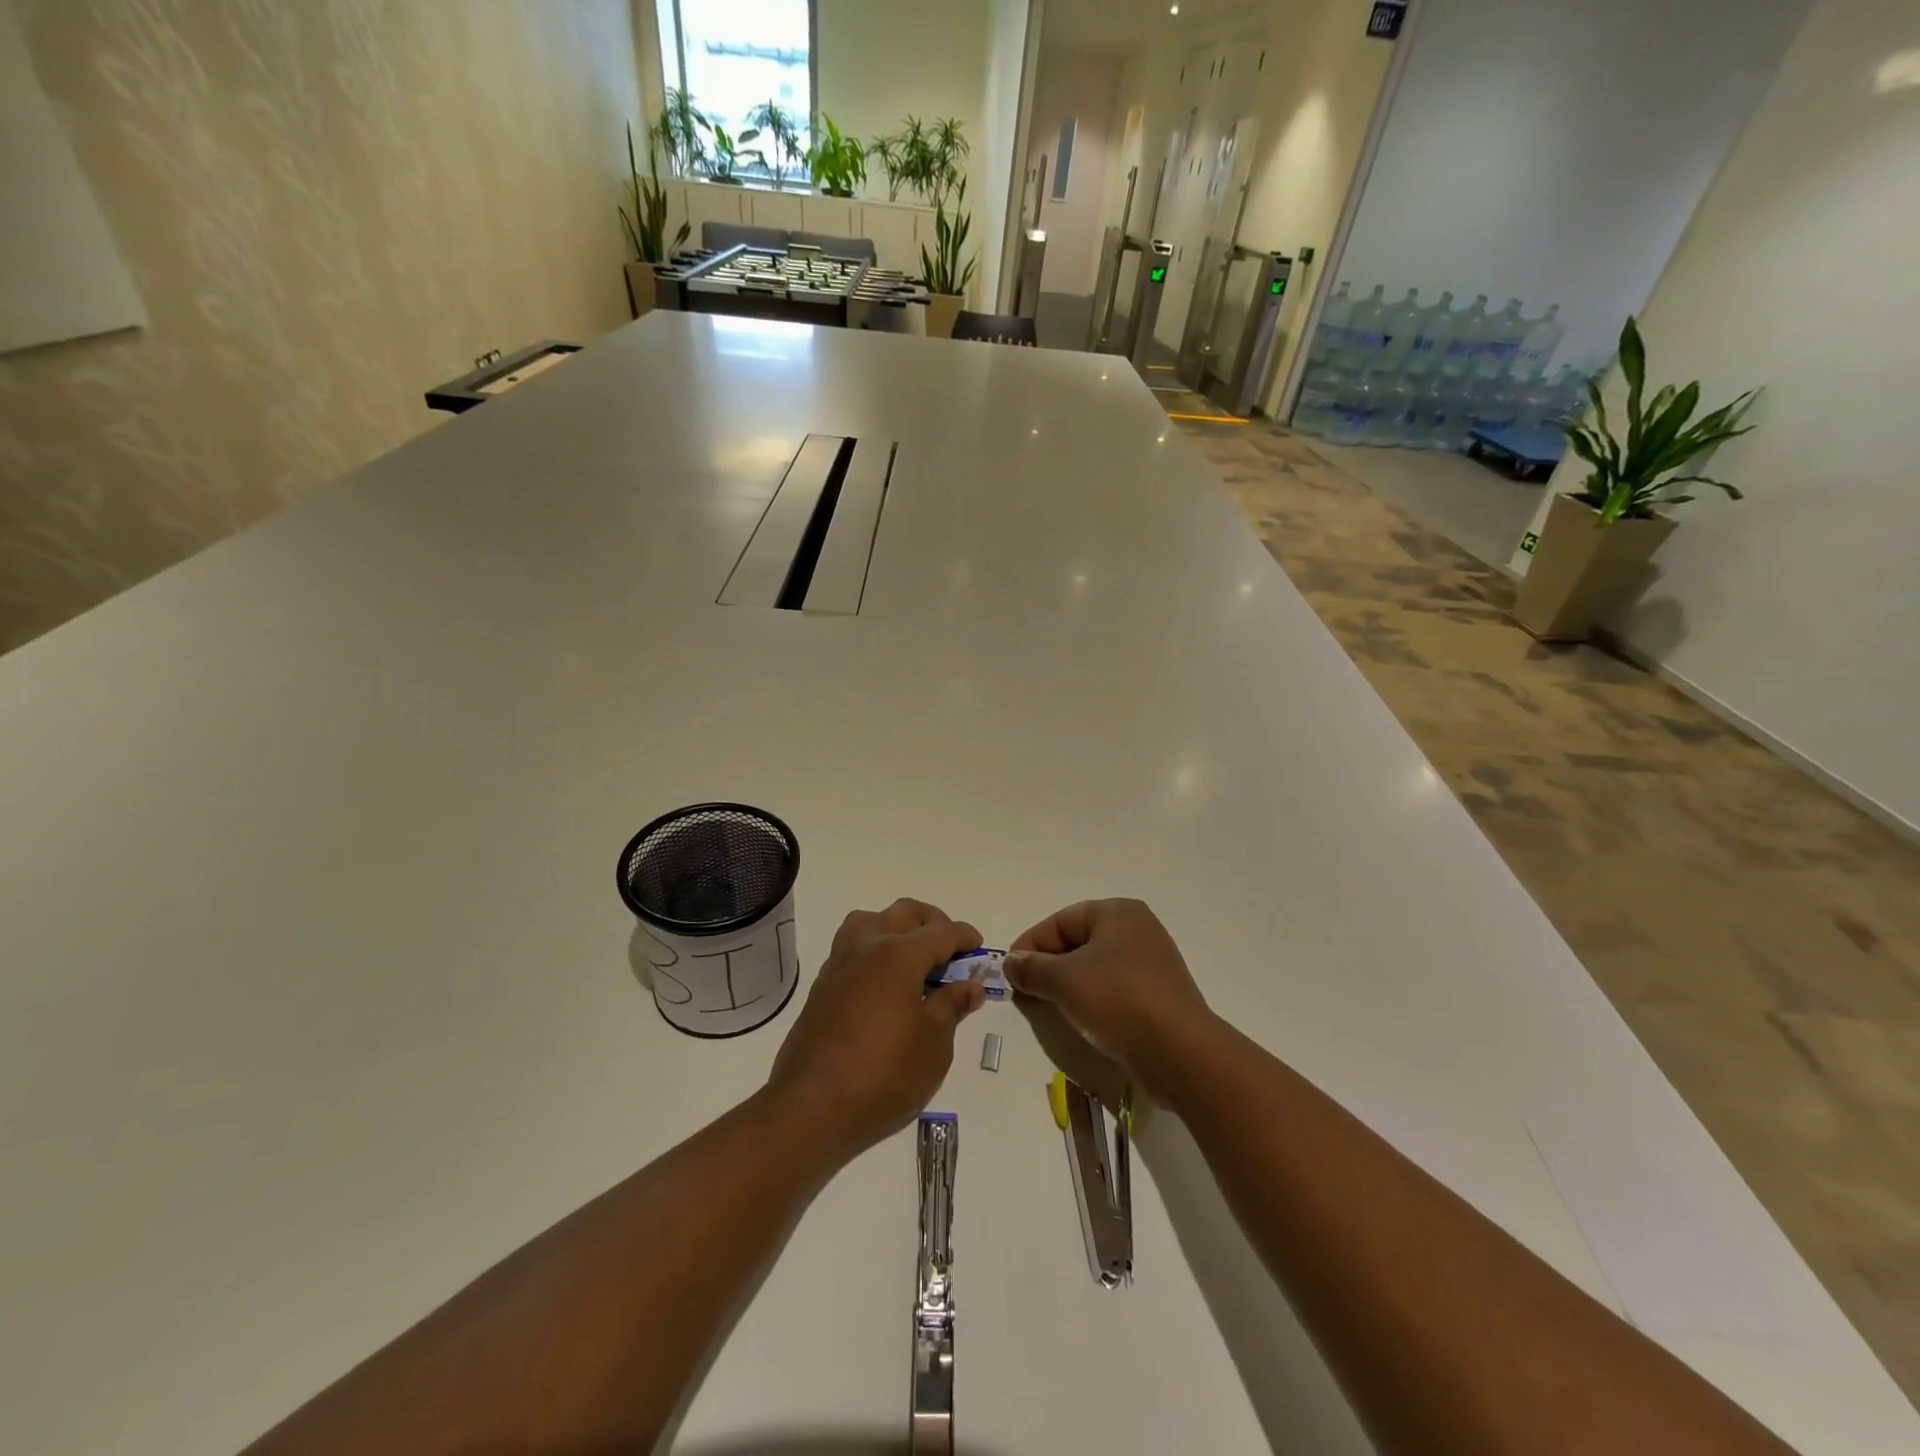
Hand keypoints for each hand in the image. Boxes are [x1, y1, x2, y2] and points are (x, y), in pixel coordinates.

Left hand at [768, 898, 985, 1156]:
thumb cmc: (884, 1074)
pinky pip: (852, 947)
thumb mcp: (934, 1044)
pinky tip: (886, 983)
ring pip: (870, 921)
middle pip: (904, 913)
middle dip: (932, 922)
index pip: (940, 932)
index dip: (965, 937)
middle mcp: (866, 947)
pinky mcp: (822, 986)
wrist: (812, 1107)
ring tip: (914, 959)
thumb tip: (969, 986)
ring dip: (896, 928)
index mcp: (898, 954)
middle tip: (950, 950)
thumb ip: (952, 1006)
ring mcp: (839, 964)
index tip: (979, 947)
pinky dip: (874, 949)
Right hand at [1005, 899, 1217, 1100]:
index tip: (1009, 971)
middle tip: (1023, 991)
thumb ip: (1032, 968)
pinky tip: (1076, 1019)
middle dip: (1047, 966)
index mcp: (1118, 913)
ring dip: (1066, 985)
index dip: (1031, 944)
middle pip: (1078, 942)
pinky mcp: (1157, 995)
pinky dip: (1090, 999)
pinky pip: (1113, 989)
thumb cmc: (1118, 1000)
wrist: (1180, 1052)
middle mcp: (1137, 930)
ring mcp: (1151, 963)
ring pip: (1094, 967)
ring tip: (1044, 1007)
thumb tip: (1010, 962)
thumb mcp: (1064, 980)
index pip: (1061, 921)